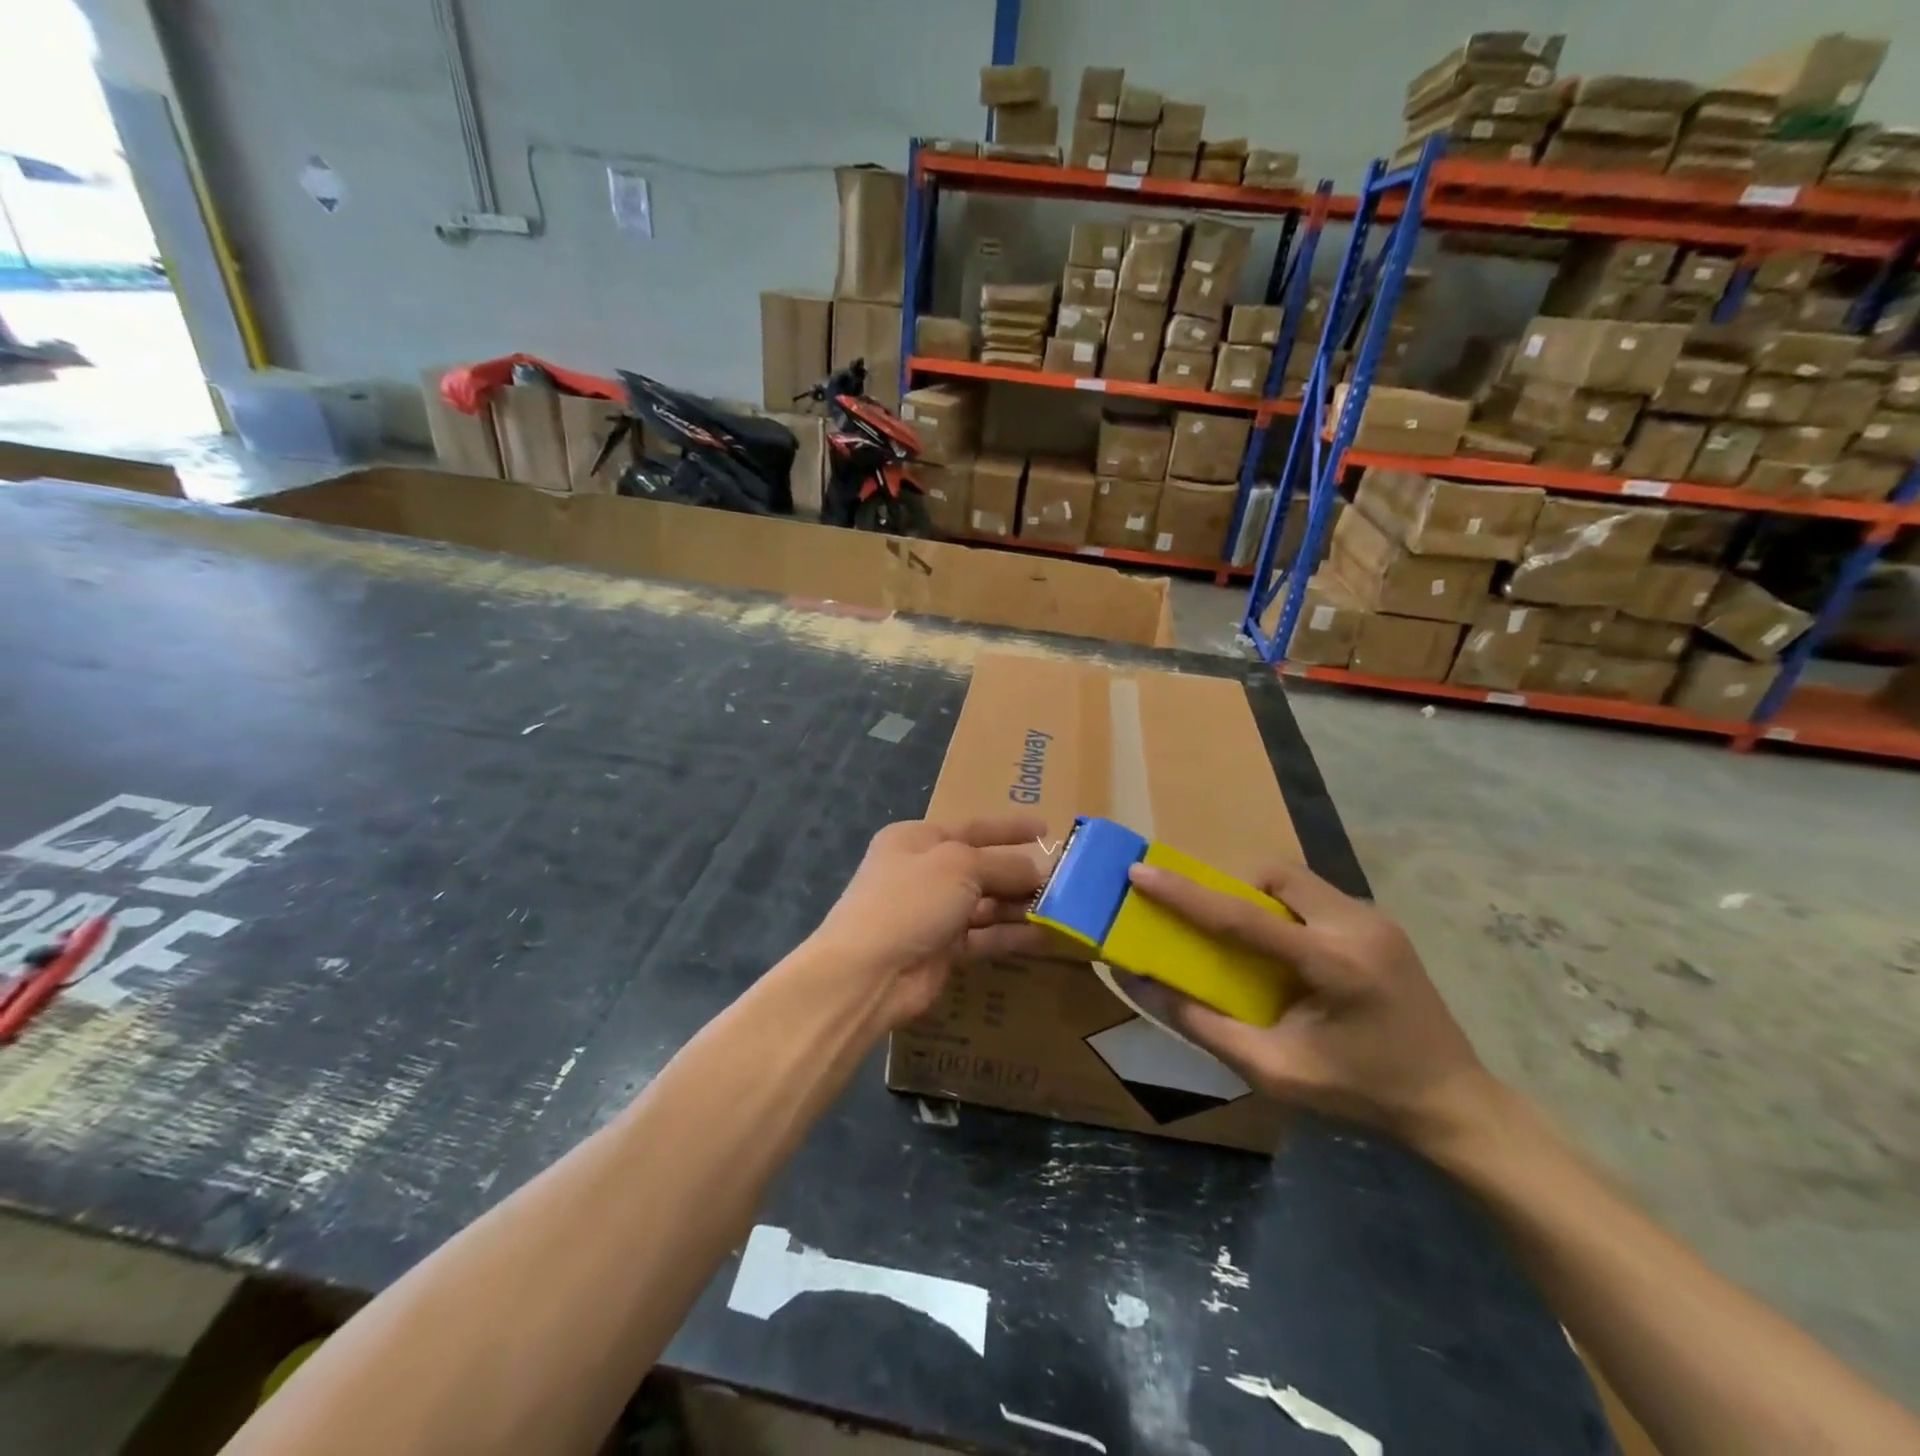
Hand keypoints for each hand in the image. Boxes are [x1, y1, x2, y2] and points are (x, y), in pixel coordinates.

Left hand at [808, 816, 1048, 1029]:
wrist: (869, 971)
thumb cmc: (910, 900)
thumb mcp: (959, 866)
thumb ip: (1003, 865)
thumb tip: (1038, 870)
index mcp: (918, 839)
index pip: (972, 827)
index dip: (1009, 828)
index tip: (1046, 829)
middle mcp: (925, 872)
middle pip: (982, 867)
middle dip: (1020, 872)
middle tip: (1065, 878)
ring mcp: (933, 913)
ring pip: (986, 903)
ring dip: (1020, 904)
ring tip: (1063, 907)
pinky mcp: (944, 950)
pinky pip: (985, 935)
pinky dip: (1012, 934)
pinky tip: (1046, 935)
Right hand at [1120, 859, 1495, 1150]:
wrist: (1454, 1104)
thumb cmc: (1360, 1095)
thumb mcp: (1273, 1071)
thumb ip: (1202, 1024)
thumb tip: (1138, 983)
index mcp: (1333, 964)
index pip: (1242, 916)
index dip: (1184, 893)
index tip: (1139, 872)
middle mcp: (1358, 925)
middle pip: (1275, 877)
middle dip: (1234, 890)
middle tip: (1216, 928)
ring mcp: (1377, 919)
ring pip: (1298, 881)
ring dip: (1263, 899)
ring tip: (1254, 946)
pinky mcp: (1383, 924)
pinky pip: (1318, 897)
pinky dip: (1290, 912)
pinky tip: (1292, 956)